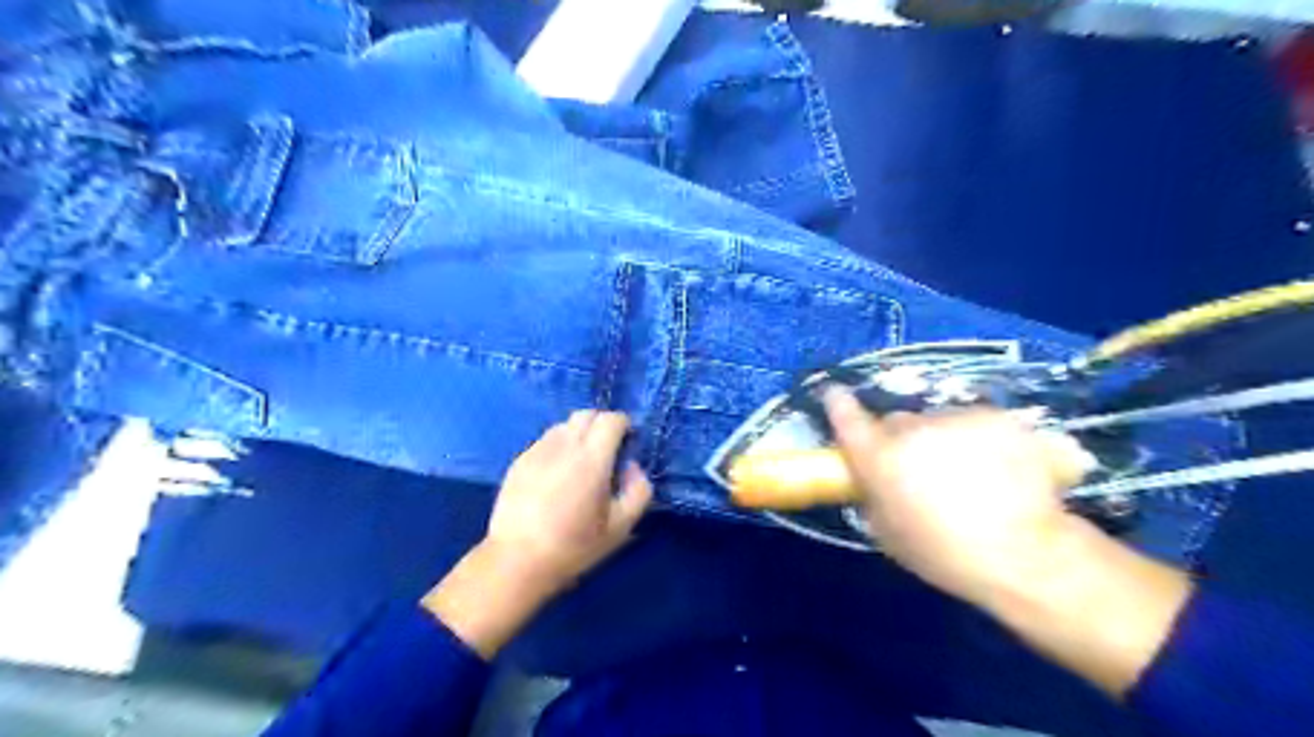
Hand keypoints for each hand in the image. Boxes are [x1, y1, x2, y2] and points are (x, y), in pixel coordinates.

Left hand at [423, 412, 648, 659]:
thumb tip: (631, 467)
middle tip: (608, 450)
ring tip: (581, 462)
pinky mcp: (519, 461)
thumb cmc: (574, 547)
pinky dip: (559, 447)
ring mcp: (537, 451)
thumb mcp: (621, 527)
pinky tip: (557, 475)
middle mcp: (563, 446)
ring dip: (579, 434)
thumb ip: (638, 490)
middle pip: (586, 414)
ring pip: (564, 425)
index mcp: (592, 459)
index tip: (628, 443)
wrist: (517, 560)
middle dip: (602, 424)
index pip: (611, 419)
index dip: (624, 425)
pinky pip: (545, 441)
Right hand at [823, 390, 1095, 605]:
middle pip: (896, 422)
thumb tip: (871, 480)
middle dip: (901, 440)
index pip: (847, 417)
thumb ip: (873, 496)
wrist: (1025, 555)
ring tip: (972, 476)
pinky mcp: (996, 417)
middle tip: (921, 471)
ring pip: (939, 422)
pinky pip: (975, 424)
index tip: (835, 396)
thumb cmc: (945, 555)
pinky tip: (1001, 469)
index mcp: (880, 458)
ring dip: (944, 440)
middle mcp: (912, 428)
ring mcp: (956, 418)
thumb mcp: (889, 535)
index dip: (839, 405)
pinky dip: (981, 439)